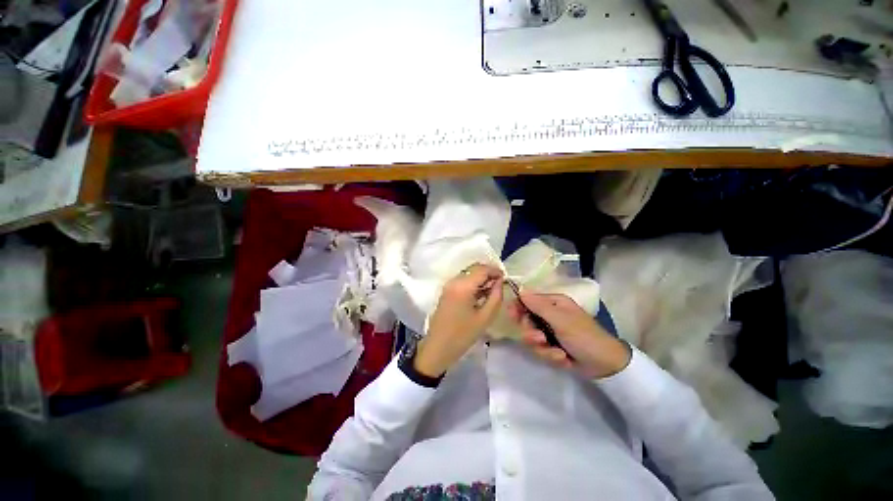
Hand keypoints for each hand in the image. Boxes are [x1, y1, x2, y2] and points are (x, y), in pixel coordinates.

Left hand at [414, 264, 503, 377]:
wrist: (438, 347)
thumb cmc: (462, 335)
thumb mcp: (485, 318)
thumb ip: (495, 297)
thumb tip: (500, 282)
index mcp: (463, 286)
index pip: (482, 269)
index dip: (495, 271)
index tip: (506, 278)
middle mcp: (454, 281)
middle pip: (474, 269)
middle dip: (488, 273)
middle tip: (500, 285)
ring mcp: (448, 285)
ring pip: (468, 274)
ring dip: (481, 278)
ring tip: (492, 290)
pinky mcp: (446, 291)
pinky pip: (462, 280)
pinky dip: (473, 283)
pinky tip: (480, 294)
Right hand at [512, 292, 630, 378]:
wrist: (606, 365)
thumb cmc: (585, 336)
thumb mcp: (561, 320)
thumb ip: (538, 306)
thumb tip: (520, 290)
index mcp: (553, 303)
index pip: (528, 300)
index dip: (518, 307)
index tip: (512, 316)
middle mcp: (550, 315)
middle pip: (526, 321)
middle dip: (531, 333)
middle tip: (540, 339)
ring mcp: (550, 332)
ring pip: (532, 338)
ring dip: (543, 348)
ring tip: (558, 354)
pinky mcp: (552, 347)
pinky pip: (540, 350)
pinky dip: (551, 356)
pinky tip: (563, 359)